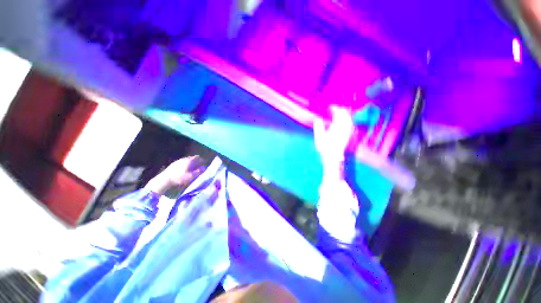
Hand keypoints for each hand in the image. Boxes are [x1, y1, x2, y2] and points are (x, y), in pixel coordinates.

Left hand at [145, 156, 205, 194]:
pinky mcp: (174, 164)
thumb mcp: (191, 176)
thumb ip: (198, 171)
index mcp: (189, 161)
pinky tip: (185, 168)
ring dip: (191, 161)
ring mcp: (178, 161)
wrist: (165, 178)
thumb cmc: (179, 177)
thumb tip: (204, 168)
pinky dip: (186, 163)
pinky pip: (182, 161)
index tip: (204, 162)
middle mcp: (184, 159)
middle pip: (192, 158)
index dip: (202, 160)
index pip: (198, 158)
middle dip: (197, 160)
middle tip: (199, 164)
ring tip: (193, 166)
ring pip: (187, 159)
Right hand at [313, 106, 353, 172]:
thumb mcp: (319, 136)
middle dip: (340, 110)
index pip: (338, 114)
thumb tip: (317, 118)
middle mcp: (344, 128)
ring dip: (344, 114)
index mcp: (336, 127)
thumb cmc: (324, 147)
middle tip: (334, 108)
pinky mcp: (348, 135)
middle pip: (345, 115)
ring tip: (339, 112)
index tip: (330, 106)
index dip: (334, 109)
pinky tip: (344, 121)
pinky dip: (347, 120)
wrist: (333, 157)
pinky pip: (349, 124)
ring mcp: (347, 132)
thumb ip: (318, 126)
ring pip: (348, 119)